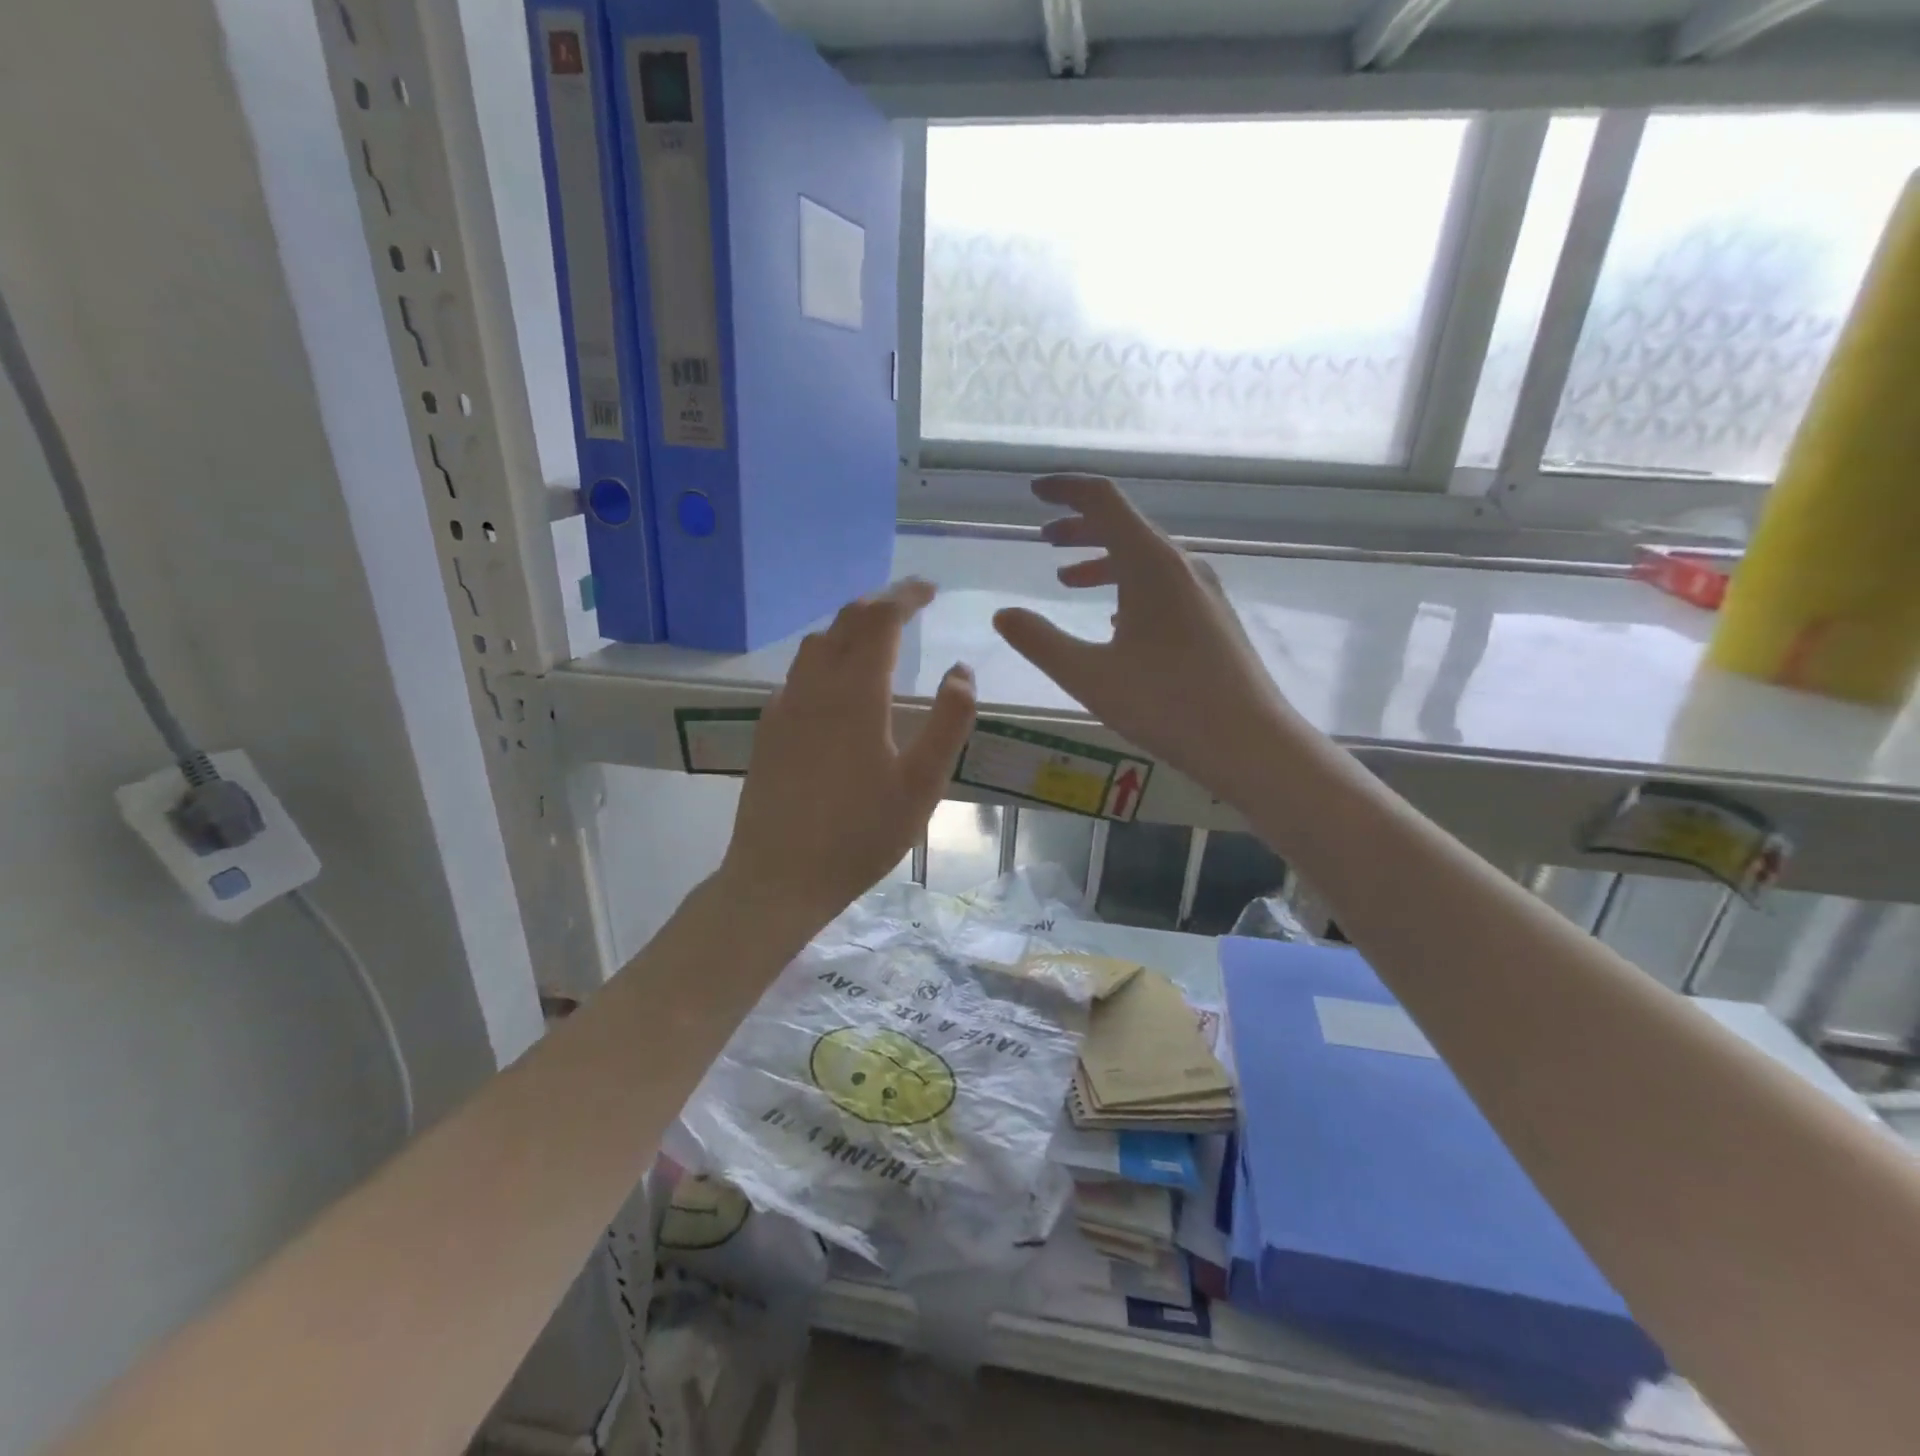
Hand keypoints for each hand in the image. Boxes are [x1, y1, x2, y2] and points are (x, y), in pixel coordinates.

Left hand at [721, 579, 975, 930]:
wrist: (778, 876)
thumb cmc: (860, 834)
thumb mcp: (922, 784)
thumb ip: (948, 722)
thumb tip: (961, 671)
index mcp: (855, 693)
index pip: (881, 620)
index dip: (906, 596)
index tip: (930, 590)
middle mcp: (814, 686)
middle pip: (845, 622)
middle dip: (880, 603)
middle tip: (910, 603)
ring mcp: (785, 706)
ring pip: (816, 644)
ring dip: (850, 628)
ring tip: (877, 637)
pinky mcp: (768, 729)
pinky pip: (799, 674)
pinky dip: (826, 658)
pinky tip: (838, 686)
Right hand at [993, 475, 1290, 797]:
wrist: (1249, 742)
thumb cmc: (1166, 704)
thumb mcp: (1089, 675)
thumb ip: (1039, 641)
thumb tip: (1003, 614)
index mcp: (1151, 564)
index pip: (1104, 501)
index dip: (1066, 490)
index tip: (1035, 492)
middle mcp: (1181, 566)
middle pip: (1125, 527)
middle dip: (1080, 528)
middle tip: (1045, 539)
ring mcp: (1202, 592)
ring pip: (1144, 559)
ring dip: (1102, 561)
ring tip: (1067, 580)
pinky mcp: (1212, 618)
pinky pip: (1162, 586)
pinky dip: (1128, 588)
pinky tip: (1113, 621)